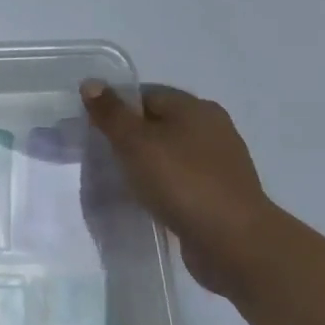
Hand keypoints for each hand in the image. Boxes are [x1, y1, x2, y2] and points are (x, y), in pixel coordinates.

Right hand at [80, 80, 280, 292]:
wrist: (233, 241)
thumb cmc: (181, 182)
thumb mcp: (135, 142)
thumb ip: (111, 113)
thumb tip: (91, 83)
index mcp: (195, 108)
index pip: (145, 95)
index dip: (116, 107)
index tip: (92, 129)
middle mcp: (212, 128)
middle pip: (158, 123)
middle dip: (128, 137)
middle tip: (100, 154)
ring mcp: (219, 163)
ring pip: (169, 153)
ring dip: (144, 164)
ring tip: (119, 180)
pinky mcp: (219, 193)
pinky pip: (180, 180)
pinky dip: (161, 186)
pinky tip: (145, 200)